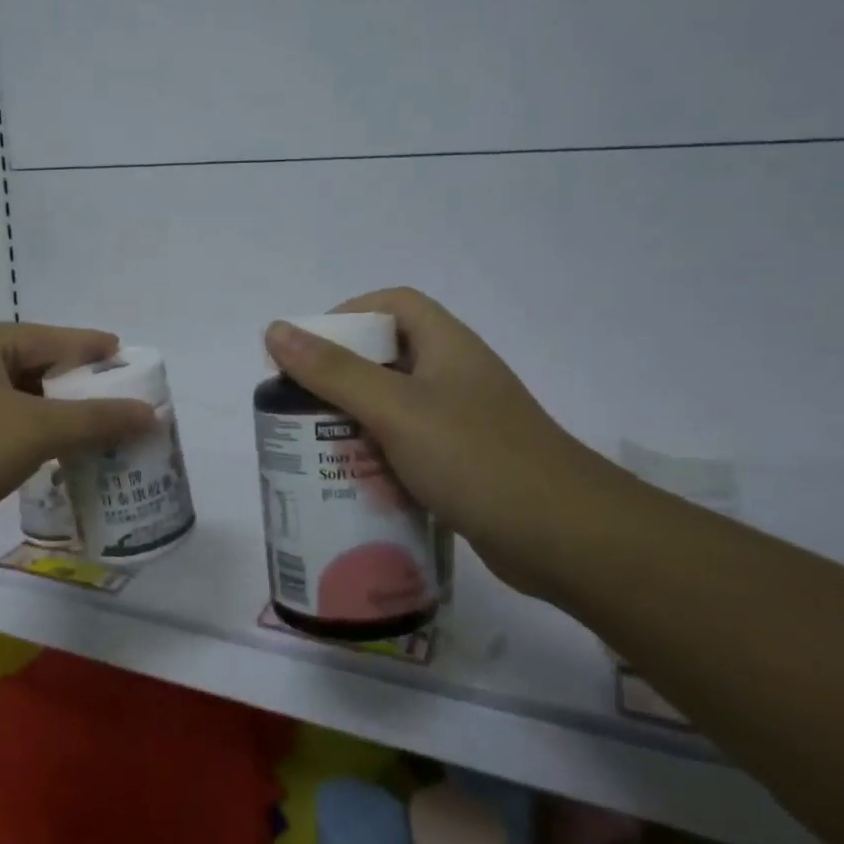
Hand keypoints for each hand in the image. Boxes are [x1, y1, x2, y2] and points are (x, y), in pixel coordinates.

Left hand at [0, 321, 155, 565]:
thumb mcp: (34, 432)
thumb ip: (95, 420)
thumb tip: (150, 414)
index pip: (51, 337)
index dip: (93, 348)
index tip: (127, 359)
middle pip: (32, 365)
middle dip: (74, 385)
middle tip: (116, 401)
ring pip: (12, 396)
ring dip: (50, 413)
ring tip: (91, 429)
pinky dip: (23, 431)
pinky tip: (46, 452)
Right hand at [264, 288, 635, 596]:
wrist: (568, 539)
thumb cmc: (477, 458)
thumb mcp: (395, 409)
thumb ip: (333, 372)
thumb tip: (276, 330)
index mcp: (447, 347)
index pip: (394, 304)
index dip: (349, 315)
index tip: (310, 349)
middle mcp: (457, 376)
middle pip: (389, 357)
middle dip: (341, 376)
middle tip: (300, 404)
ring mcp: (464, 423)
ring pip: (397, 407)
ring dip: (357, 421)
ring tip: (315, 445)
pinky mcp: (466, 465)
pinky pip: (411, 448)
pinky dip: (380, 457)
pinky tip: (355, 482)